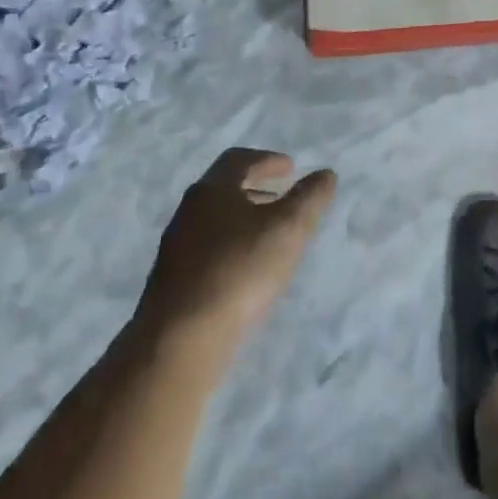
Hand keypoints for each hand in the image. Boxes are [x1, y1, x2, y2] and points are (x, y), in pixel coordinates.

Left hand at [141, 149, 337, 351]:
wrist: (180, 339)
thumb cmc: (240, 269)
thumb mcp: (289, 227)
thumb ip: (310, 196)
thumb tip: (325, 174)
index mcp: (212, 189)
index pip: (239, 159)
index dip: (268, 159)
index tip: (291, 169)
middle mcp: (189, 210)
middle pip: (225, 188)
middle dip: (256, 188)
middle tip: (283, 197)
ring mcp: (176, 246)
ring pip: (215, 219)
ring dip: (244, 218)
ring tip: (269, 234)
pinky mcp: (172, 280)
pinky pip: (207, 248)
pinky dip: (231, 244)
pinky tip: (246, 268)